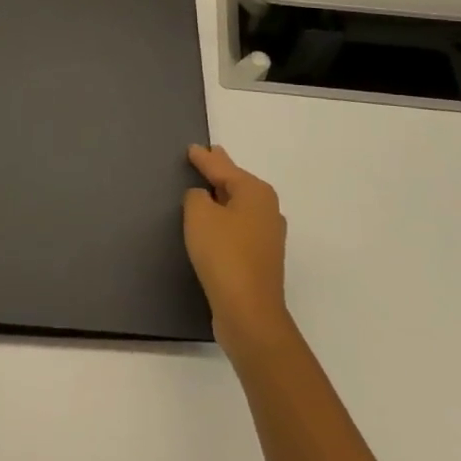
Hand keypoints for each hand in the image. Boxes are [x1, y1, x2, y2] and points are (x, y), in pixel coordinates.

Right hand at [184, 145, 291, 358]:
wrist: (249, 312)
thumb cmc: (223, 254)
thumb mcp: (199, 215)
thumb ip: (196, 197)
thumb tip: (203, 198)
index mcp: (255, 192)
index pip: (223, 167)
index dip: (205, 158)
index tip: (192, 148)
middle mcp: (267, 209)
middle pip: (237, 183)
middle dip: (221, 171)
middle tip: (208, 155)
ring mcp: (268, 236)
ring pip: (240, 206)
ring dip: (224, 197)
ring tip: (207, 187)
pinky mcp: (261, 259)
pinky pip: (239, 227)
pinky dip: (226, 219)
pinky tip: (215, 223)